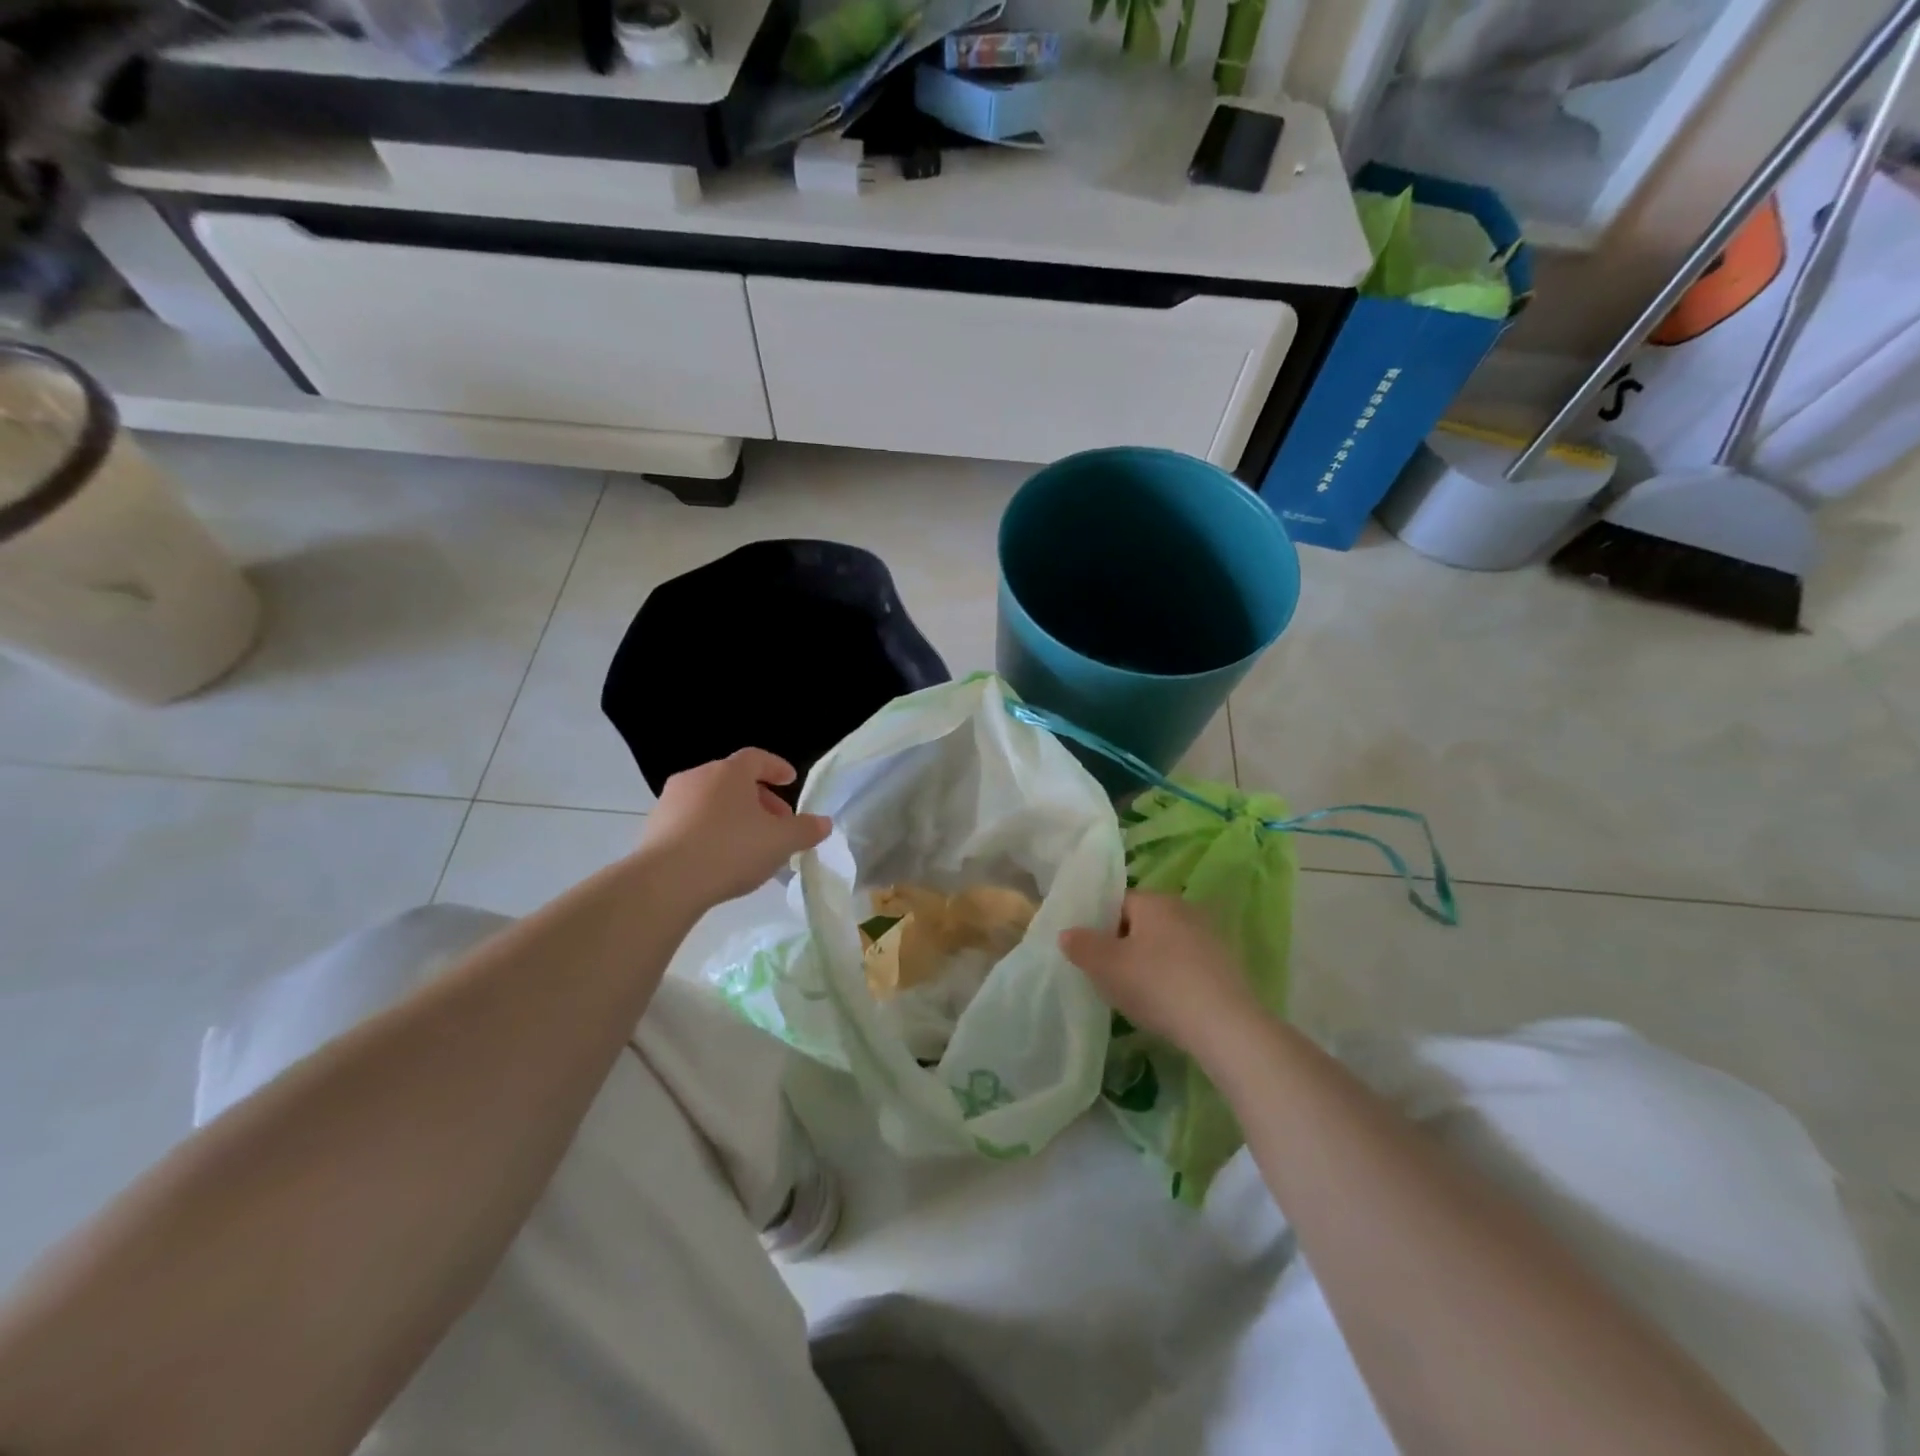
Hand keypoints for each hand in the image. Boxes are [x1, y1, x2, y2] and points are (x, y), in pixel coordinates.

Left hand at [639, 749, 830, 908]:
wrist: (665, 883)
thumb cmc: (731, 850)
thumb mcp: (781, 842)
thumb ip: (806, 830)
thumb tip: (824, 823)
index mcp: (729, 772)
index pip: (757, 758)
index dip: (776, 768)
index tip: (790, 781)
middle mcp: (697, 777)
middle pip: (734, 780)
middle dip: (759, 798)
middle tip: (777, 823)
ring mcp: (670, 801)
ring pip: (711, 801)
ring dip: (733, 816)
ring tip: (750, 844)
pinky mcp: (653, 828)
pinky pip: (691, 822)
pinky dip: (710, 831)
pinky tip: (720, 858)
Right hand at [1059, 891, 1260, 1057]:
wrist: (1224, 1025)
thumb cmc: (1157, 985)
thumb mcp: (1106, 966)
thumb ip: (1082, 945)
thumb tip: (1067, 933)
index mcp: (1154, 900)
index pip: (1117, 903)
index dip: (1100, 927)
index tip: (1094, 957)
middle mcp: (1184, 908)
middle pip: (1142, 923)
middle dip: (1125, 945)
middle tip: (1112, 977)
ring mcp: (1210, 936)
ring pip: (1166, 944)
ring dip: (1151, 963)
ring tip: (1140, 995)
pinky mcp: (1227, 964)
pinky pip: (1188, 964)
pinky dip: (1174, 978)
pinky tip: (1169, 1005)